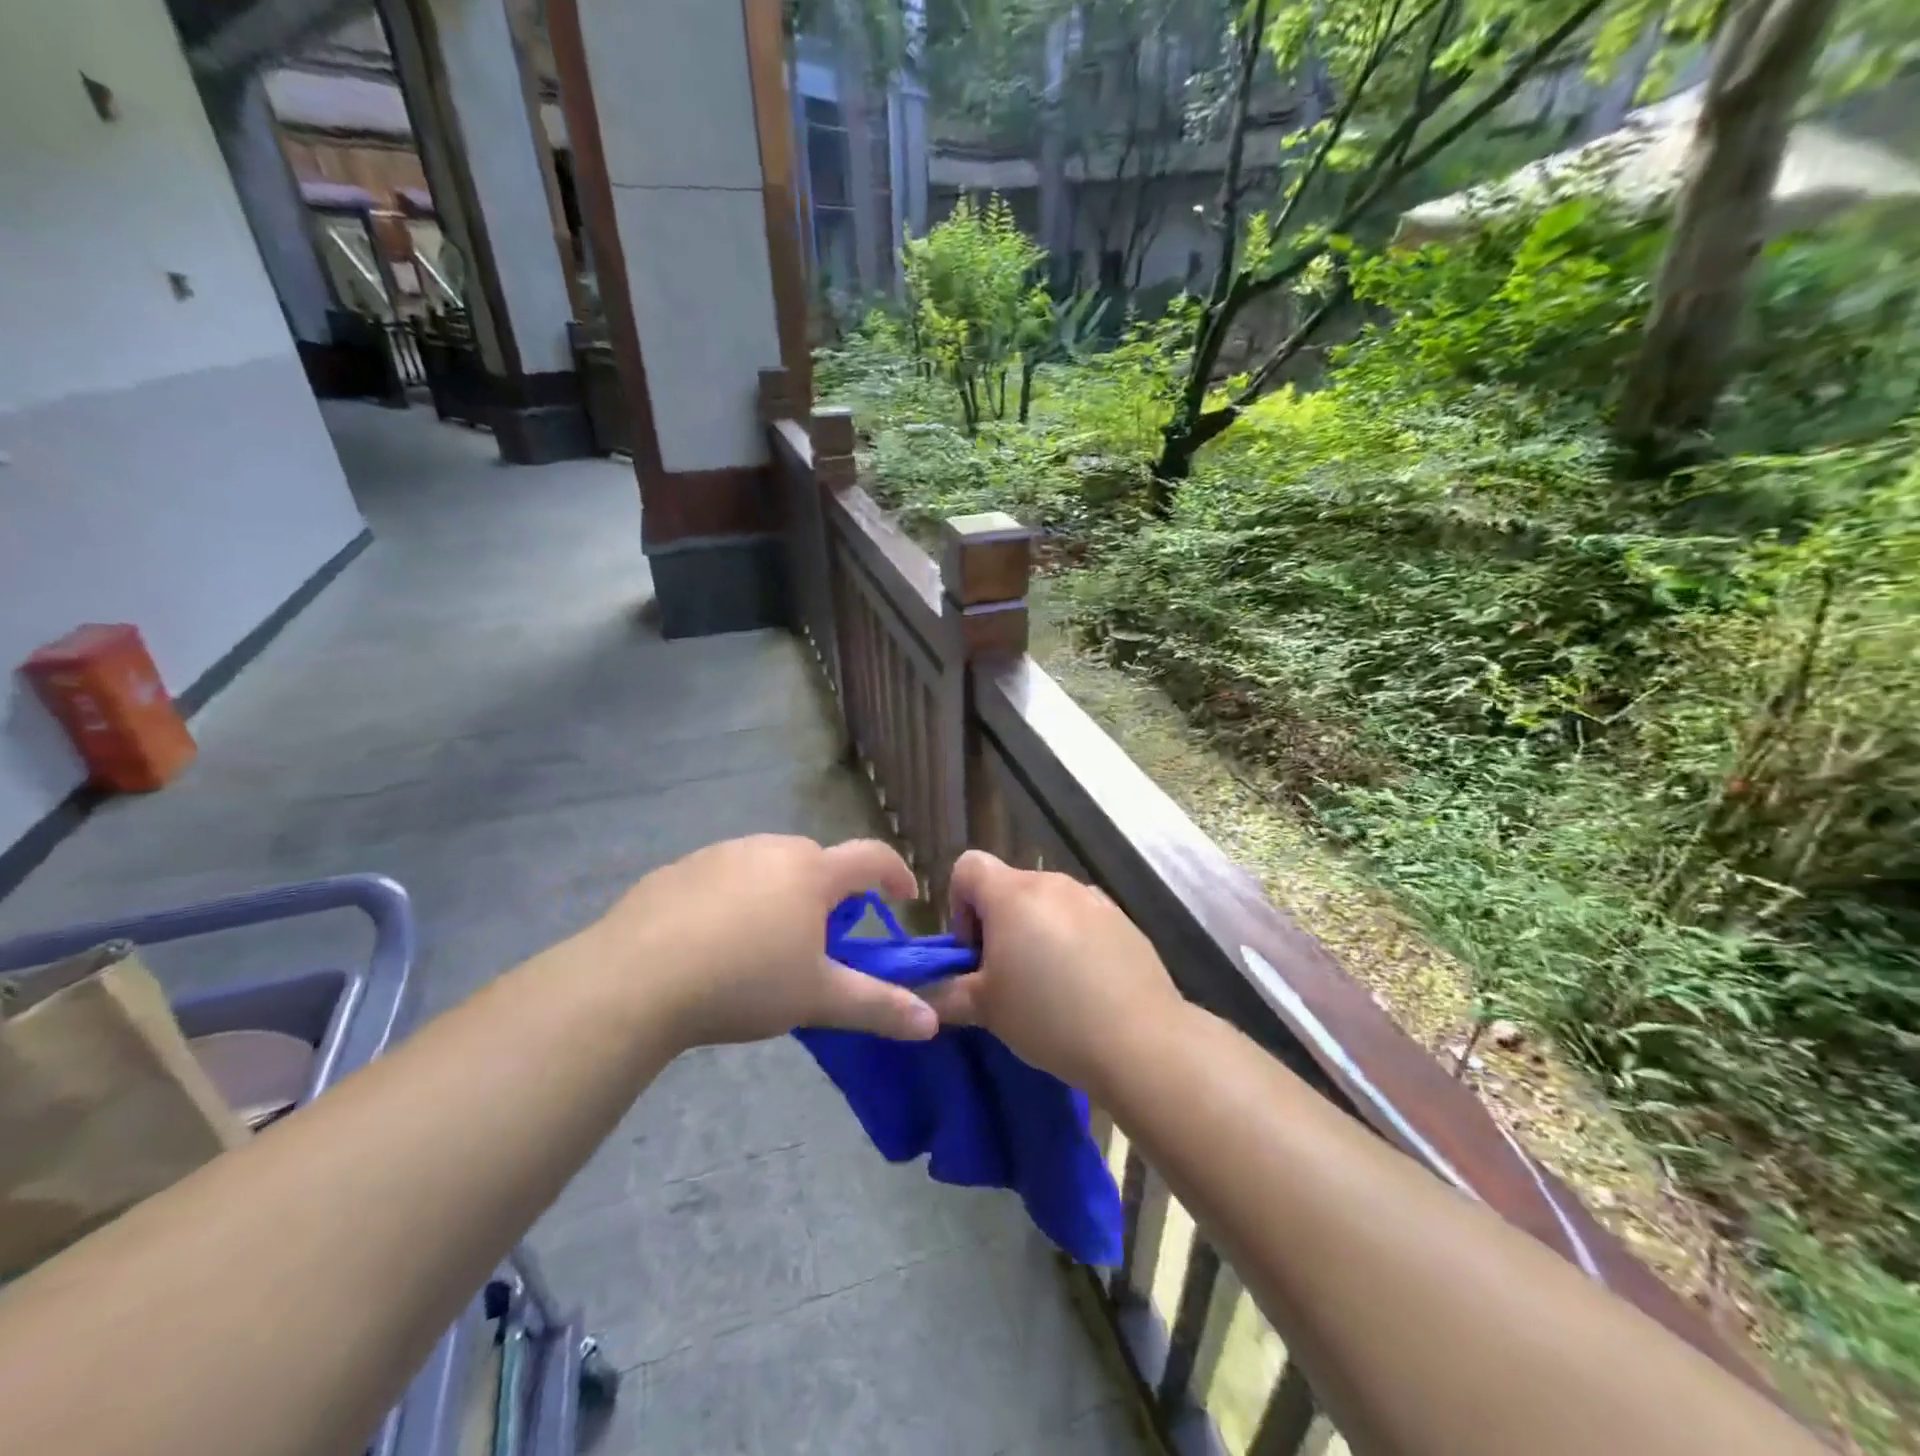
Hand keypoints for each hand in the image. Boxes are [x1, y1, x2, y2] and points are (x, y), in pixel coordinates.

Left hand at [593, 835, 937, 1048]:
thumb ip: (877, 1006)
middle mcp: (771, 849)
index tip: (905, 897)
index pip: (872, 858)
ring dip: (783, 896)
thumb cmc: (743, 981)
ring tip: (767, 946)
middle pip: (818, 864)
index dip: (896, 874)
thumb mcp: (817, 998)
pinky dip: (737, 900)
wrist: (634, 979)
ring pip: (770, 869)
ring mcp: (722, 854)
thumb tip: (931, 1022)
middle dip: (833, 896)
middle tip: (827, 941)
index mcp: (812, 871)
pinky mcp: (681, 869)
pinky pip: (726, 878)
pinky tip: (715, 942)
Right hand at [926, 850, 1186, 1094]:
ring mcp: (1093, 899)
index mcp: (1013, 894)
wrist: (1140, 1040)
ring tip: (1048, 984)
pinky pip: (1082, 919)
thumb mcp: (986, 1009)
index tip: (973, 951)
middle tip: (1006, 977)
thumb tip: (922, 994)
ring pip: (1048, 904)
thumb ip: (945, 994)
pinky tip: (1084, 985)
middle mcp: (1053, 883)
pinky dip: (1072, 940)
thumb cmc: (1049, 1017)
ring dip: (1036, 931)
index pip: (968, 866)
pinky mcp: (1123, 920)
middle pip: (1009, 886)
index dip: (959, 903)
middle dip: (998, 924)